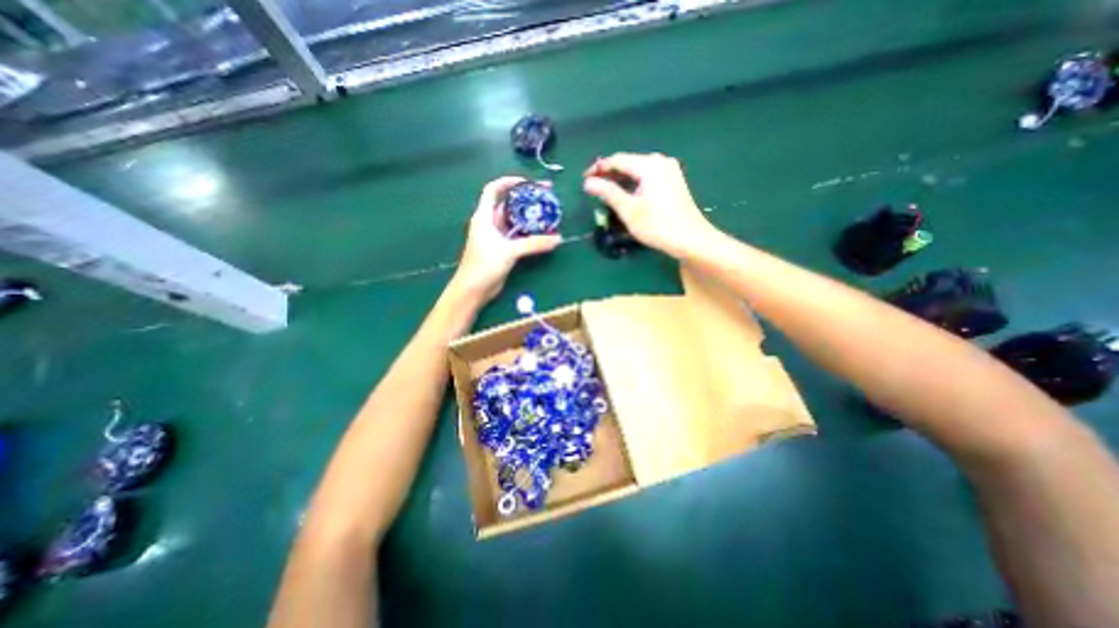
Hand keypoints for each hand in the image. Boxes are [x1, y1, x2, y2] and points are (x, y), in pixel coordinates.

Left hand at [453, 176, 564, 301]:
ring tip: (547, 213)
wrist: (474, 289)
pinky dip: (529, 233)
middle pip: (508, 204)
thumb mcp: (509, 251)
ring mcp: (497, 236)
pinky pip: (518, 236)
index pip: (493, 190)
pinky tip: (542, 233)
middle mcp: (490, 223)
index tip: (528, 182)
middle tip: (546, 197)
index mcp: (484, 216)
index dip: (508, 182)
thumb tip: (557, 239)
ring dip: (529, 217)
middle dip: (525, 199)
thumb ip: (533, 244)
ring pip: (515, 221)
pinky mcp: (503, 249)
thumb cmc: (484, 265)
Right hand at [586, 152, 715, 257]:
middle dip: (610, 174)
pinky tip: (627, 194)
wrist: (691, 239)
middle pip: (629, 162)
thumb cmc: (657, 225)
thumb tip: (588, 182)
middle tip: (594, 187)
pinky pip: (648, 176)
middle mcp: (660, 162)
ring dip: (621, 179)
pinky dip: (634, 183)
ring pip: (638, 170)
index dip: (599, 168)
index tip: (584, 179)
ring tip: (606, 191)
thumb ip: (607, 192)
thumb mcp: (628, 210)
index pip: (617, 160)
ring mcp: (670, 171)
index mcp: (649, 165)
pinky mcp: (673, 181)